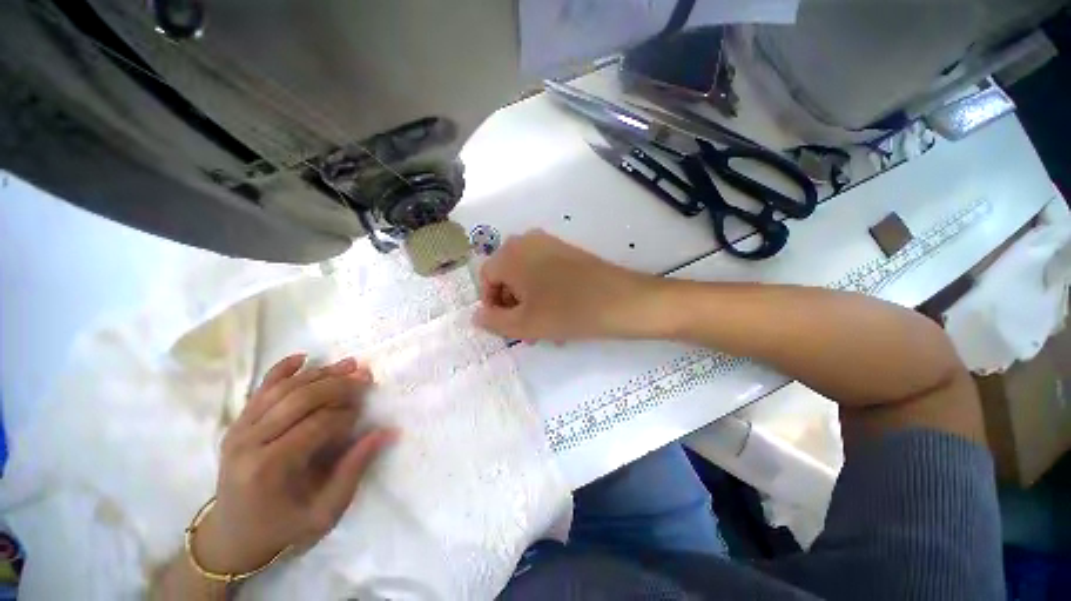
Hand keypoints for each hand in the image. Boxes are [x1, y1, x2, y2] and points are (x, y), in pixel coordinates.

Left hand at [192, 355, 396, 574]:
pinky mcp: (236, 424)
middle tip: (365, 376)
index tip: (363, 414)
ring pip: (283, 389)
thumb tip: (386, 432)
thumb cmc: (282, 528)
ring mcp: (239, 430)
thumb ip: (354, 470)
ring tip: (349, 364)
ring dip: (319, 373)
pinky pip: (260, 390)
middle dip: (338, 385)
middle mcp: (249, 443)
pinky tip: (302, 357)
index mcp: (270, 468)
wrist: (231, 537)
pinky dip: (281, 370)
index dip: (346, 414)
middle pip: (300, 400)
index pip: (317, 425)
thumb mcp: (324, 513)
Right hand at [474, 230, 655, 341]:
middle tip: (526, 332)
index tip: (507, 327)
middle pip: (507, 278)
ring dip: (529, 304)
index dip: (492, 306)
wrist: (622, 300)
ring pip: (527, 278)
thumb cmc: (567, 312)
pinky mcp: (567, 251)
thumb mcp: (524, 324)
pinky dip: (545, 294)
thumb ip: (493, 322)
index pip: (486, 279)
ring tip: (544, 329)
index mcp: (510, 254)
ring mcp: (550, 244)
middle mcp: (526, 241)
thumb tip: (476, 316)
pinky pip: (545, 273)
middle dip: (513, 307)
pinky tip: (558, 315)